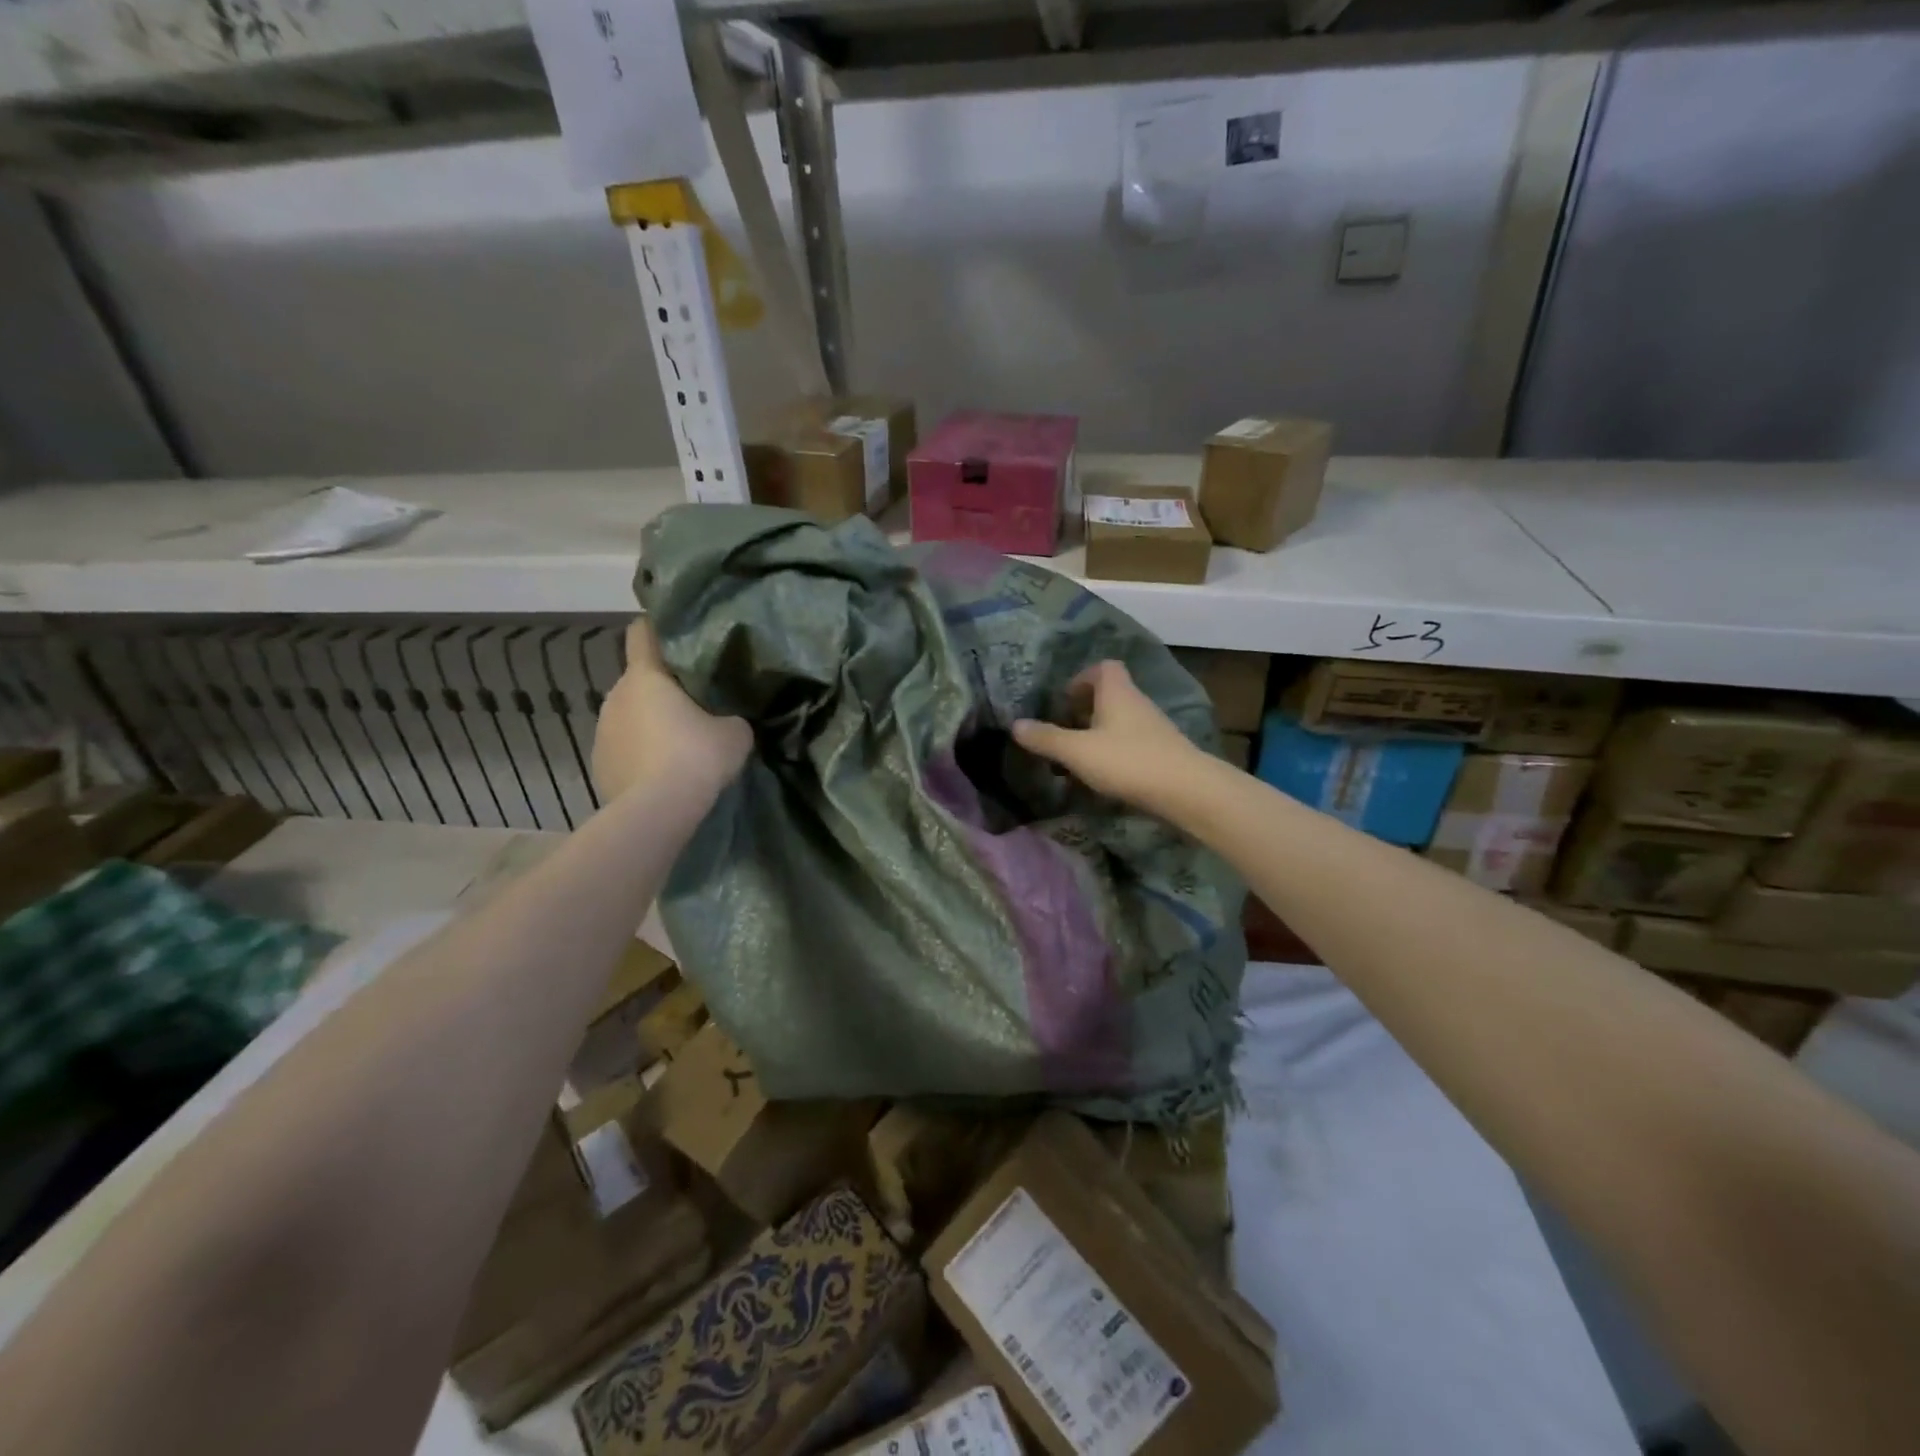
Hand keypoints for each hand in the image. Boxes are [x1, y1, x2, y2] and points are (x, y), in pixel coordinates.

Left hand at [593, 620, 751, 802]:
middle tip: (695, 704)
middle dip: (663, 688)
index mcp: (646, 676)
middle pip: (639, 679)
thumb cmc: (696, 757)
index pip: (642, 634)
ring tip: (679, 744)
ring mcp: (601, 731)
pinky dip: (640, 753)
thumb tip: (728, 721)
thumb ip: (731, 717)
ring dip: (650, 723)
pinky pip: (624, 747)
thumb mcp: (736, 733)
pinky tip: (661, 772)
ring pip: (630, 715)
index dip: (659, 630)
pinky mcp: (598, 764)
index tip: (678, 637)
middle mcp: (615, 695)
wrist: (656, 812)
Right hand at [1012, 660, 1208, 812]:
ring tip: (1078, 758)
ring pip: (1121, 721)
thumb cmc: (1127, 761)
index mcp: (1117, 692)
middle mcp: (1137, 702)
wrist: (1186, 790)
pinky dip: (1115, 752)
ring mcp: (1154, 728)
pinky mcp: (1163, 752)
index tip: (1064, 700)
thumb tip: (1015, 724)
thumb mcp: (1077, 751)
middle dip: (1086, 709)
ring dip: (1099, 733)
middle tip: (1065, 730)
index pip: (1104, 667)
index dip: (1082, 678)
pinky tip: (1104, 776)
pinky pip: (1132, 743)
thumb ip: (1046, 738)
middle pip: (1111, 694)